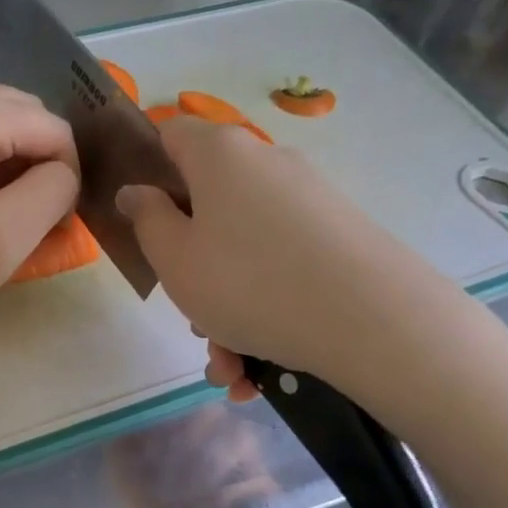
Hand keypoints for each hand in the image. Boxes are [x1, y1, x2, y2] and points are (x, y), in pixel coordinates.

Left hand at [0, 82, 78, 341]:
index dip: (66, 173)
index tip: (52, 221)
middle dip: (40, 159)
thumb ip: (57, 187)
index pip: (52, 128)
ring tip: (2, 206)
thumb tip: (63, 170)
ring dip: (14, 156)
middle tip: (31, 213)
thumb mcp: (12, 234)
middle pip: (26, 113)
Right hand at [115, 117, 472, 404]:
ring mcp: (310, 200)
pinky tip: (259, 371)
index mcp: (220, 155)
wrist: (370, 318)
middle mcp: (268, 164)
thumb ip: (147, 220)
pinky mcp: (341, 236)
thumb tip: (137, 191)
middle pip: (210, 207)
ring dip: (228, 311)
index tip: (142, 219)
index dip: (147, 170)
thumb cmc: (247, 282)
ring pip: (246, 251)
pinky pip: (284, 268)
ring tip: (230, 369)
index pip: (171, 135)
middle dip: (194, 268)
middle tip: (193, 319)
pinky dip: (266, 313)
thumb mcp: (174, 259)